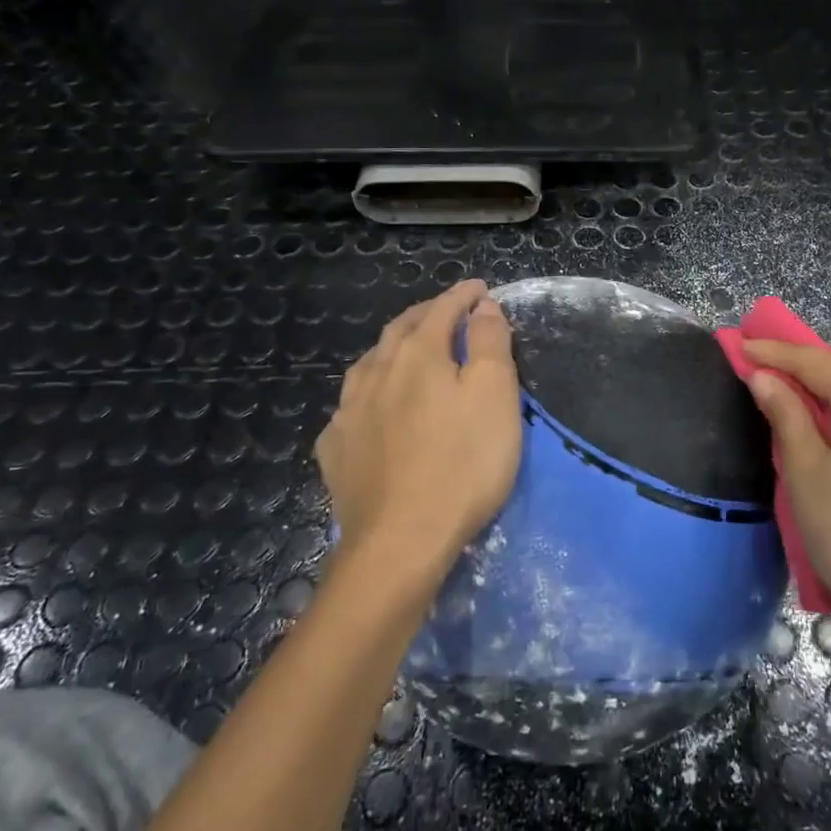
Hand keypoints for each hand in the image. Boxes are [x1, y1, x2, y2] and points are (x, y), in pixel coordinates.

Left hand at [317, 280, 521, 593]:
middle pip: (402, 329)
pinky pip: (352, 405)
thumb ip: (490, 343)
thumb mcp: (495, 396)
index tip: (481, 289)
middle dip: (428, 314)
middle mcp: (376, 371)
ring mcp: (348, 411)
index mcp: (418, 354)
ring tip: (408, 350)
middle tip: (449, 311)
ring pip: (370, 363)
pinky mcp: (335, 449)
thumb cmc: (462, 464)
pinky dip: (370, 392)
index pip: (444, 309)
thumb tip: (483, 306)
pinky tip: (374, 407)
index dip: (465, 296)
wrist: (400, 541)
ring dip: (394, 348)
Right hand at [742, 341, 830, 643]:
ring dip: (829, 387)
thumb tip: (764, 377)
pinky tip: (830, 429)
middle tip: (763, 365)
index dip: (777, 352)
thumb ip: (786, 414)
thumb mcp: (805, 471)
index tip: (741, 344)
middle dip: (806, 362)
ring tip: (790, 394)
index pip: (819, 362)